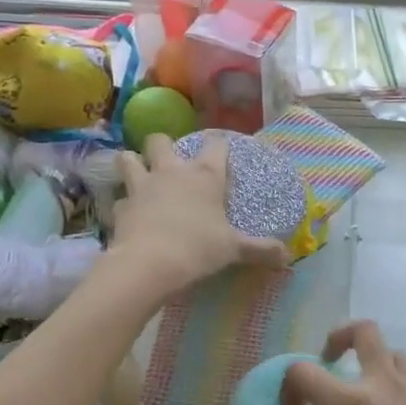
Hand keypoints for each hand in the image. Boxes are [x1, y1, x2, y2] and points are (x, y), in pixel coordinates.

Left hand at [107, 134, 287, 293]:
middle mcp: (172, 171)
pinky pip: (119, 199)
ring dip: (134, 163)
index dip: (220, 145)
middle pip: (160, 140)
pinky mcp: (120, 207)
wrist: (148, 264)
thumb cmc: (198, 248)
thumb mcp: (234, 249)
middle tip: (172, 163)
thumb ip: (260, 249)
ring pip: (128, 158)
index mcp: (205, 175)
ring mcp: (141, 186)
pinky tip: (132, 215)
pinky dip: (125, 204)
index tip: (223, 151)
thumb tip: (286, 256)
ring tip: (142, 176)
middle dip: (164, 146)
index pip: (215, 144)